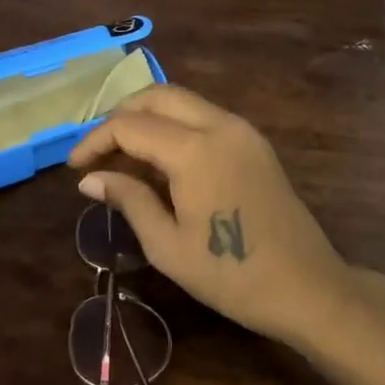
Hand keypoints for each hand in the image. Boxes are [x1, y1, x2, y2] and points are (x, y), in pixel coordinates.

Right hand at [67, 86, 356, 347]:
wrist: (309, 288)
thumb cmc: (232, 275)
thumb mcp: (167, 246)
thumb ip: (128, 200)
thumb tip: (90, 179)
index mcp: (194, 150)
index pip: (130, 125)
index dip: (95, 141)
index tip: (75, 168)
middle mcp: (219, 125)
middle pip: (157, 96)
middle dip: (120, 115)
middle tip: (97, 150)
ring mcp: (241, 130)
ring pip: (182, 101)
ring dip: (147, 117)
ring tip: (122, 155)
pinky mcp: (254, 142)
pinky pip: (203, 116)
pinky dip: (174, 125)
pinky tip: (160, 160)